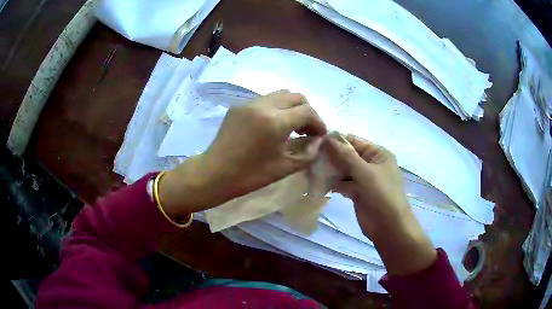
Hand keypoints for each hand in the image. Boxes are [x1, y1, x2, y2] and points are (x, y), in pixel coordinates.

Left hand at [159, 90, 326, 214]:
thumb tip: (317, 141)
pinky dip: (275, 108)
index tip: (319, 136)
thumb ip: (307, 152)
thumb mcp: (284, 167)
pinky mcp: (238, 106)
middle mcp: (263, 105)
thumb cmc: (250, 176)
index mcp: (275, 121)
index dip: (319, 122)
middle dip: (306, 111)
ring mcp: (248, 103)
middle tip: (306, 130)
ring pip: (279, 95)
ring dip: (291, 107)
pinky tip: (271, 126)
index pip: (307, 111)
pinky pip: (264, 100)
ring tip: (290, 127)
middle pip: (295, 96)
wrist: (214, 174)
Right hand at [326, 134, 435, 275]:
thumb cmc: (382, 195)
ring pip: (344, 170)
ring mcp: (365, 179)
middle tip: (311, 158)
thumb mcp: (365, 172)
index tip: (315, 143)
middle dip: (331, 157)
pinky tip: (320, 183)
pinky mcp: (358, 192)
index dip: (336, 141)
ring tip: (313, 170)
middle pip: (348, 155)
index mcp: (378, 154)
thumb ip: (345, 155)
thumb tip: (327, 137)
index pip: (354, 141)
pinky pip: (344, 184)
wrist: (389, 227)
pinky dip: (334, 184)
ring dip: (331, 171)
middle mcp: (371, 164)